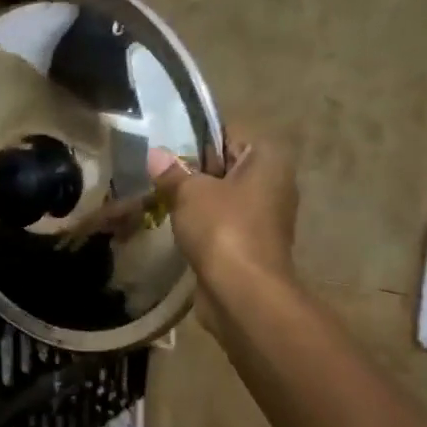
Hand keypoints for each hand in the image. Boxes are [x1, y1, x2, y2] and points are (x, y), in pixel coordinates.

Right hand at [147, 139, 298, 283]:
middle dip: (190, 170)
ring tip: (157, 198)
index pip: (227, 134)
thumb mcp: (190, 192)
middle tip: (153, 172)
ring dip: (193, 200)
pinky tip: (174, 226)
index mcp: (268, 158)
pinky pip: (221, 223)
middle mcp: (273, 182)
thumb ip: (171, 172)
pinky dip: (200, 224)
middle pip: (224, 165)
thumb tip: (154, 154)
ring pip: (221, 197)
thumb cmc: (223, 229)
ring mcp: (264, 216)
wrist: (242, 292)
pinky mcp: (250, 244)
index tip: (162, 147)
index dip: (193, 138)